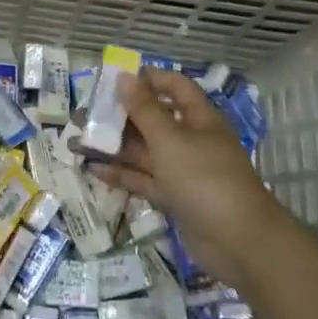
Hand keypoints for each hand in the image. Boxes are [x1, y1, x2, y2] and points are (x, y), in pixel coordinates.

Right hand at [84, 68, 282, 287]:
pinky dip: (122, 174)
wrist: (238, 241)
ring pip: (145, 152)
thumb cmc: (205, 178)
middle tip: (87, 112)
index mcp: (199, 119)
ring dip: (115, 146)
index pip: (175, 88)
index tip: (116, 78)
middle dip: (122, 115)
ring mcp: (183, 171)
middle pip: (154, 120)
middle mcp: (191, 140)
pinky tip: (93, 169)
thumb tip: (125, 77)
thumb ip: (144, 110)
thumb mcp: (170, 140)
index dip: (149, 79)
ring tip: (80, 141)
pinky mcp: (175, 197)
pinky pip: (144, 180)